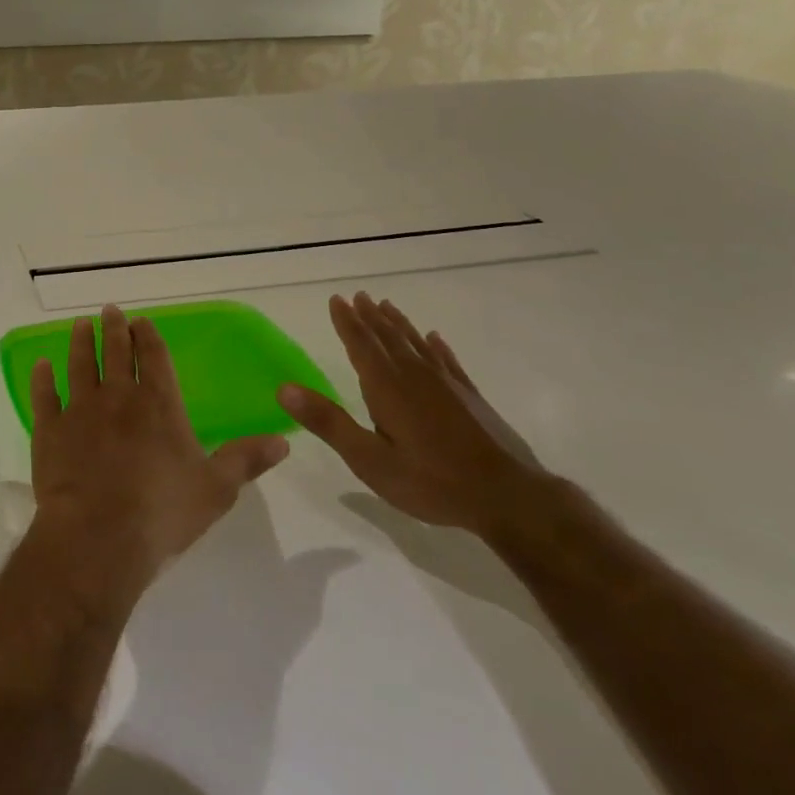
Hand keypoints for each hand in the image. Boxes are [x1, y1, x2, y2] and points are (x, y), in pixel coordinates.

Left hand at [26, 304, 289, 611]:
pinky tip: (41, 365)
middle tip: (109, 310)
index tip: (142, 320)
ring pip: (80, 365)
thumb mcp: (215, 490)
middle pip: (116, 353)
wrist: (97, 537)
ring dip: (80, 342)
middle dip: (114, 329)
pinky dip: (42, 379)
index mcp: (159, 405)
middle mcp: (118, 397)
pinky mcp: (49, 430)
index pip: (155, 358)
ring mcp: (79, 410)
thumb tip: (283, 439)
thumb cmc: (161, 513)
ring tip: (80, 325)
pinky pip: (43, 396)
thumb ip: (245, 460)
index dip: (149, 336)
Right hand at [277, 292, 552, 538]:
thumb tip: (284, 389)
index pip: (361, 345)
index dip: (347, 322)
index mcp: (387, 388)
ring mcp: (447, 385)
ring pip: (416, 344)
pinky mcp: (470, 398)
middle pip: (388, 338)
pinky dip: (437, 346)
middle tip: (358, 296)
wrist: (510, 499)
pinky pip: (448, 361)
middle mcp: (416, 376)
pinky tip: (434, 338)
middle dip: (370, 317)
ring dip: (398, 324)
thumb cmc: (432, 481)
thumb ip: (328, 422)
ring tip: (386, 306)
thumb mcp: (369, 460)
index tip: (336, 299)